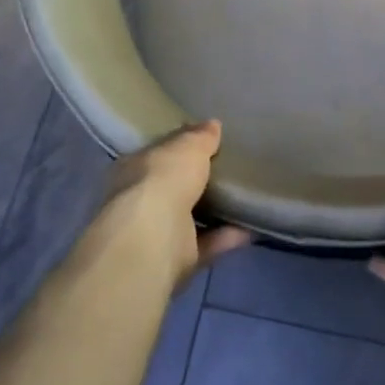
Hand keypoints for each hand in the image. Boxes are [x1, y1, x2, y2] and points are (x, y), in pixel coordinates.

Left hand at [100, 120, 250, 289]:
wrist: (153, 238)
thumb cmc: (162, 180)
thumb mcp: (187, 146)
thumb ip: (200, 137)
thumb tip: (212, 124)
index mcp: (133, 169)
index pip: (156, 154)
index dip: (177, 147)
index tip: (203, 141)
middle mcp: (139, 201)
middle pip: (171, 187)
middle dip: (194, 180)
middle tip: (227, 168)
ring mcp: (156, 233)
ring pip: (188, 218)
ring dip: (213, 211)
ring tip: (243, 197)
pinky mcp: (176, 259)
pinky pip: (207, 243)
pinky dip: (227, 236)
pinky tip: (252, 226)